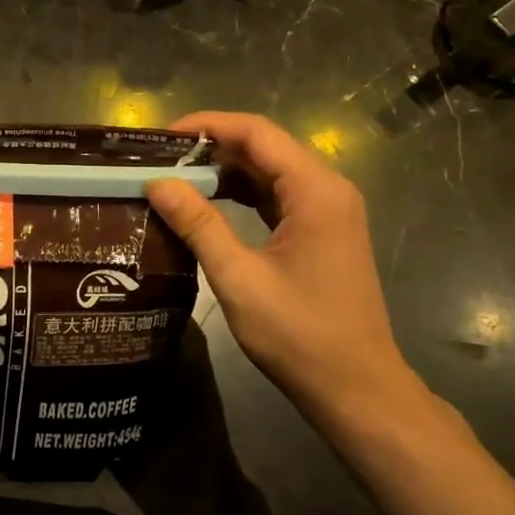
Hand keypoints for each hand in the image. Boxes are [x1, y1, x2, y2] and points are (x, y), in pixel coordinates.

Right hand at [146, 112, 420, 429]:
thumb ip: (198, 224)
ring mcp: (328, 210)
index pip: (256, 132)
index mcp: (315, 190)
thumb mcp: (239, 278)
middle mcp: (327, 189)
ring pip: (269, 170)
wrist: (357, 390)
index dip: (207, 125)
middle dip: (211, 146)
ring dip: (224, 169)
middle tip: (161, 158)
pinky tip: (207, 202)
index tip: (162, 137)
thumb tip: (156, 183)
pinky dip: (242, 192)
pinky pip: (276, 194)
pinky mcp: (322, 230)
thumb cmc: (300, 335)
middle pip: (264, 146)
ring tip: (175, 177)